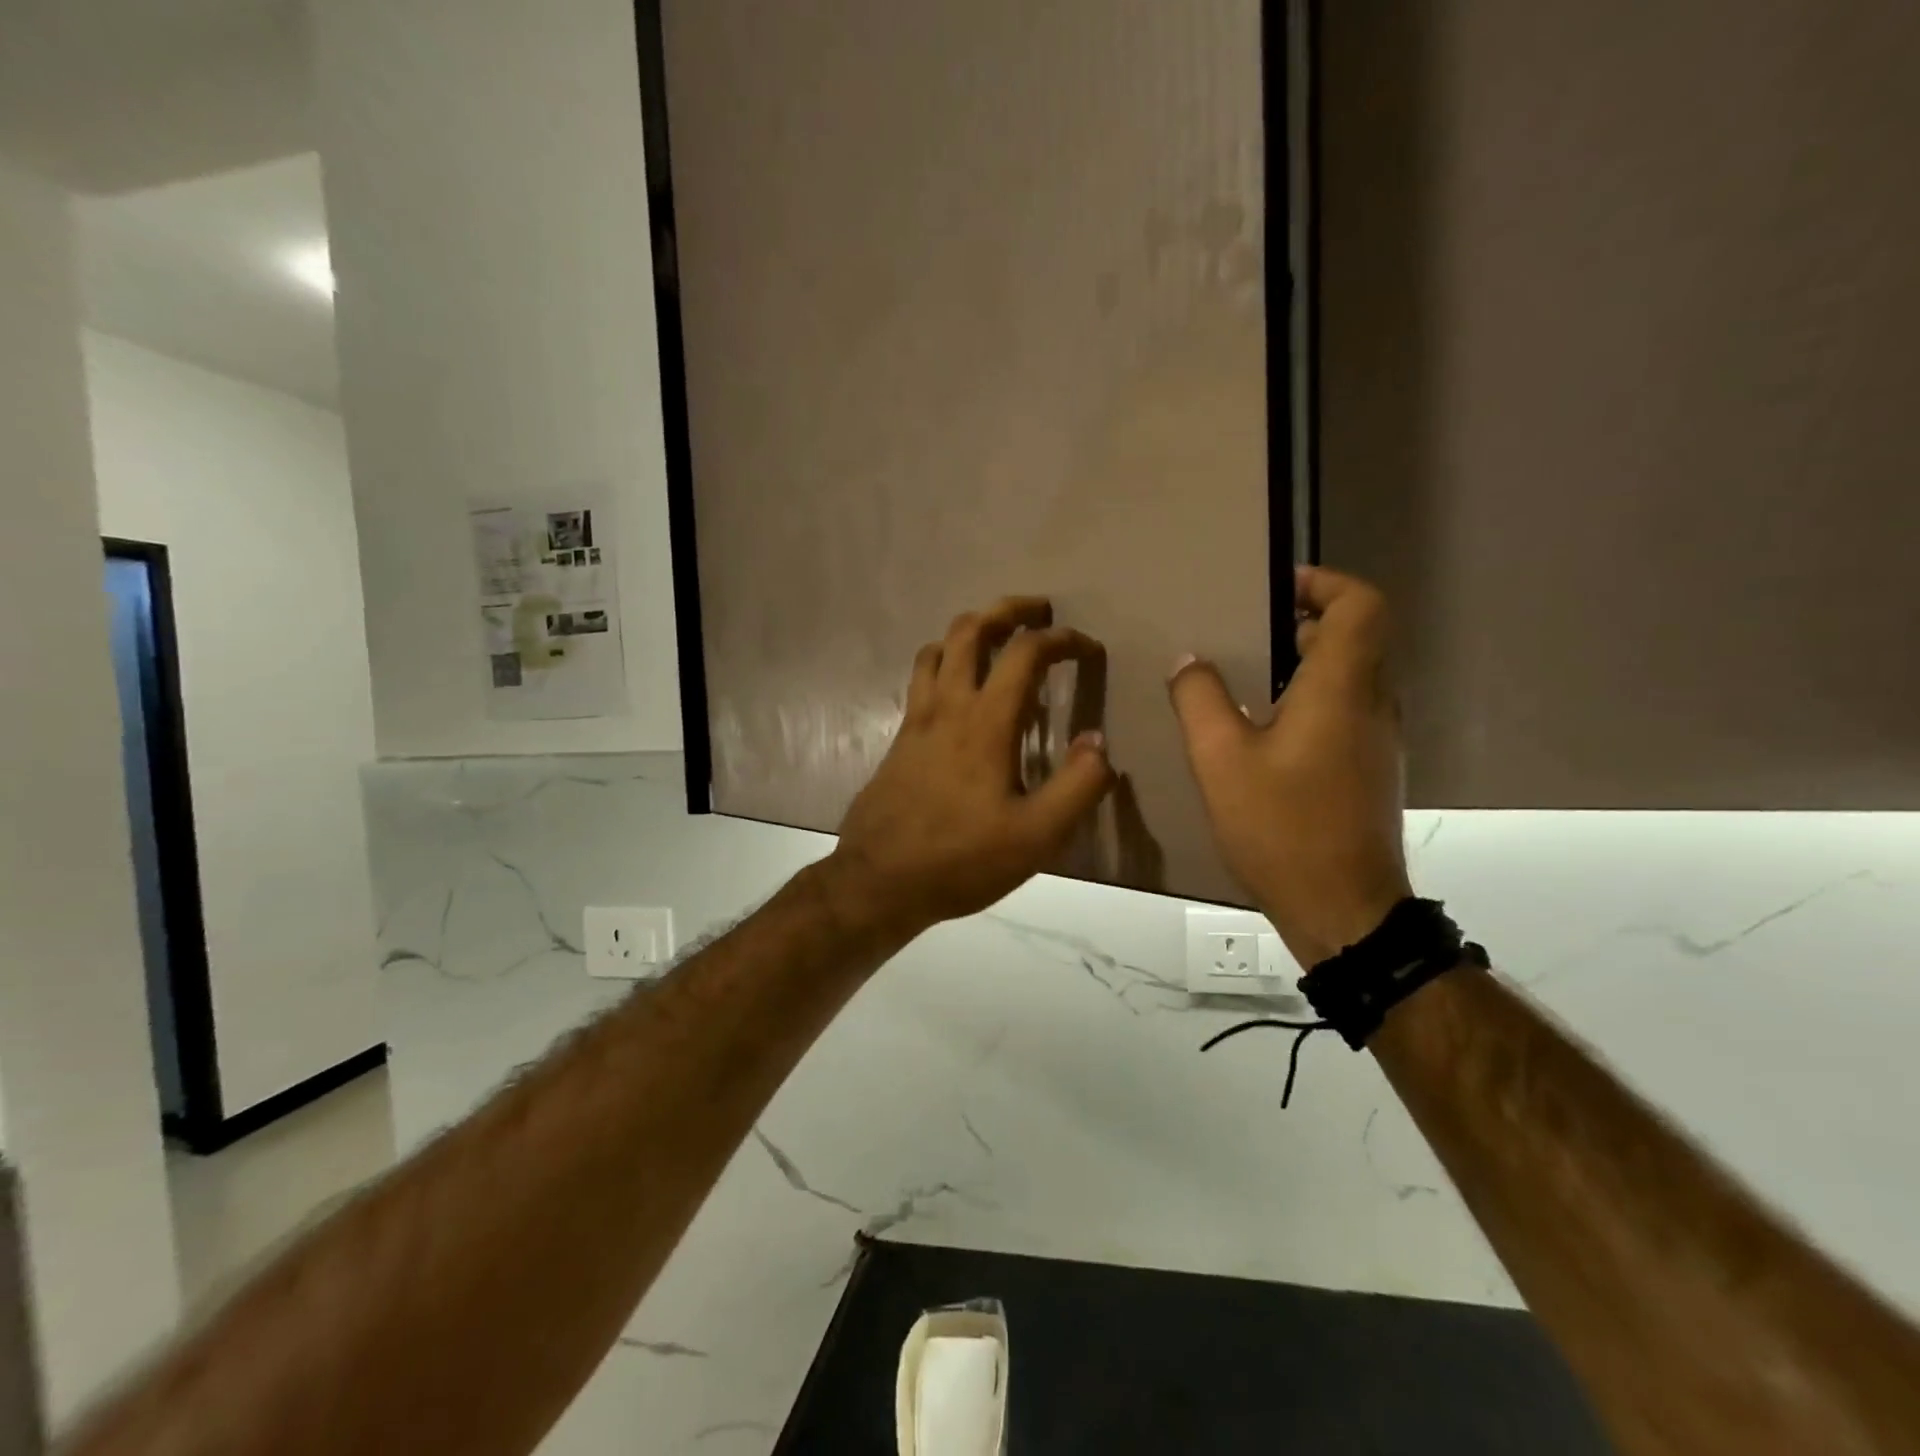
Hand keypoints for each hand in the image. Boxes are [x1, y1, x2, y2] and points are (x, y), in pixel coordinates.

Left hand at [826, 597, 1115, 942]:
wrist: (879, 881)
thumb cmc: (961, 859)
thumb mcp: (1036, 837)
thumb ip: (1077, 786)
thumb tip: (1098, 742)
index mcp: (985, 722)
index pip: (1025, 652)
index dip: (1062, 639)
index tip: (1087, 647)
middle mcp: (947, 705)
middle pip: (971, 628)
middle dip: (1009, 609)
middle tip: (1039, 611)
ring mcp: (917, 718)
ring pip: (938, 646)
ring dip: (971, 629)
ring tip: (998, 638)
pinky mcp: (900, 737)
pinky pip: (921, 676)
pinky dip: (944, 659)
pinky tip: (958, 685)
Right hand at [1169, 566, 1411, 969]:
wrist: (1344, 910)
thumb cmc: (1282, 827)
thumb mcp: (1221, 760)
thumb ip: (1201, 700)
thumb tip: (1190, 661)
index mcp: (1342, 688)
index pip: (1361, 605)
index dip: (1325, 584)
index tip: (1277, 589)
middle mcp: (1373, 704)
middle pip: (1358, 637)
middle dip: (1305, 622)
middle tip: (1248, 632)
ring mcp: (1379, 740)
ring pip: (1353, 676)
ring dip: (1307, 663)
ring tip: (1249, 677)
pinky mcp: (1372, 770)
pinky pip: (1348, 711)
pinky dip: (1313, 699)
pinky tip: (1266, 732)